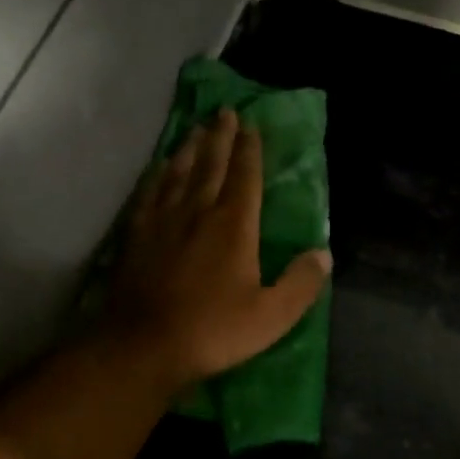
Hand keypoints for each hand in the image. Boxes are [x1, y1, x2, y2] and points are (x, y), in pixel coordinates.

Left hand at [106, 109, 331, 388]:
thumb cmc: (212, 331)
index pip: (245, 177)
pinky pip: (149, 194)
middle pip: (211, 165)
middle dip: (220, 137)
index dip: (249, 150)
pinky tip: (158, 169)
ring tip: (196, 130)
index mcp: (234, 226)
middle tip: (224, 112)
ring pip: (178, 173)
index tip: (251, 126)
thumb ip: (300, 284)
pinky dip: (156, 176)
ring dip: (190, 149)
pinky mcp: (136, 235)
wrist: (143, 346)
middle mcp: (198, 212)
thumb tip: (324, 254)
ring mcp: (163, 221)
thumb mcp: (271, 316)